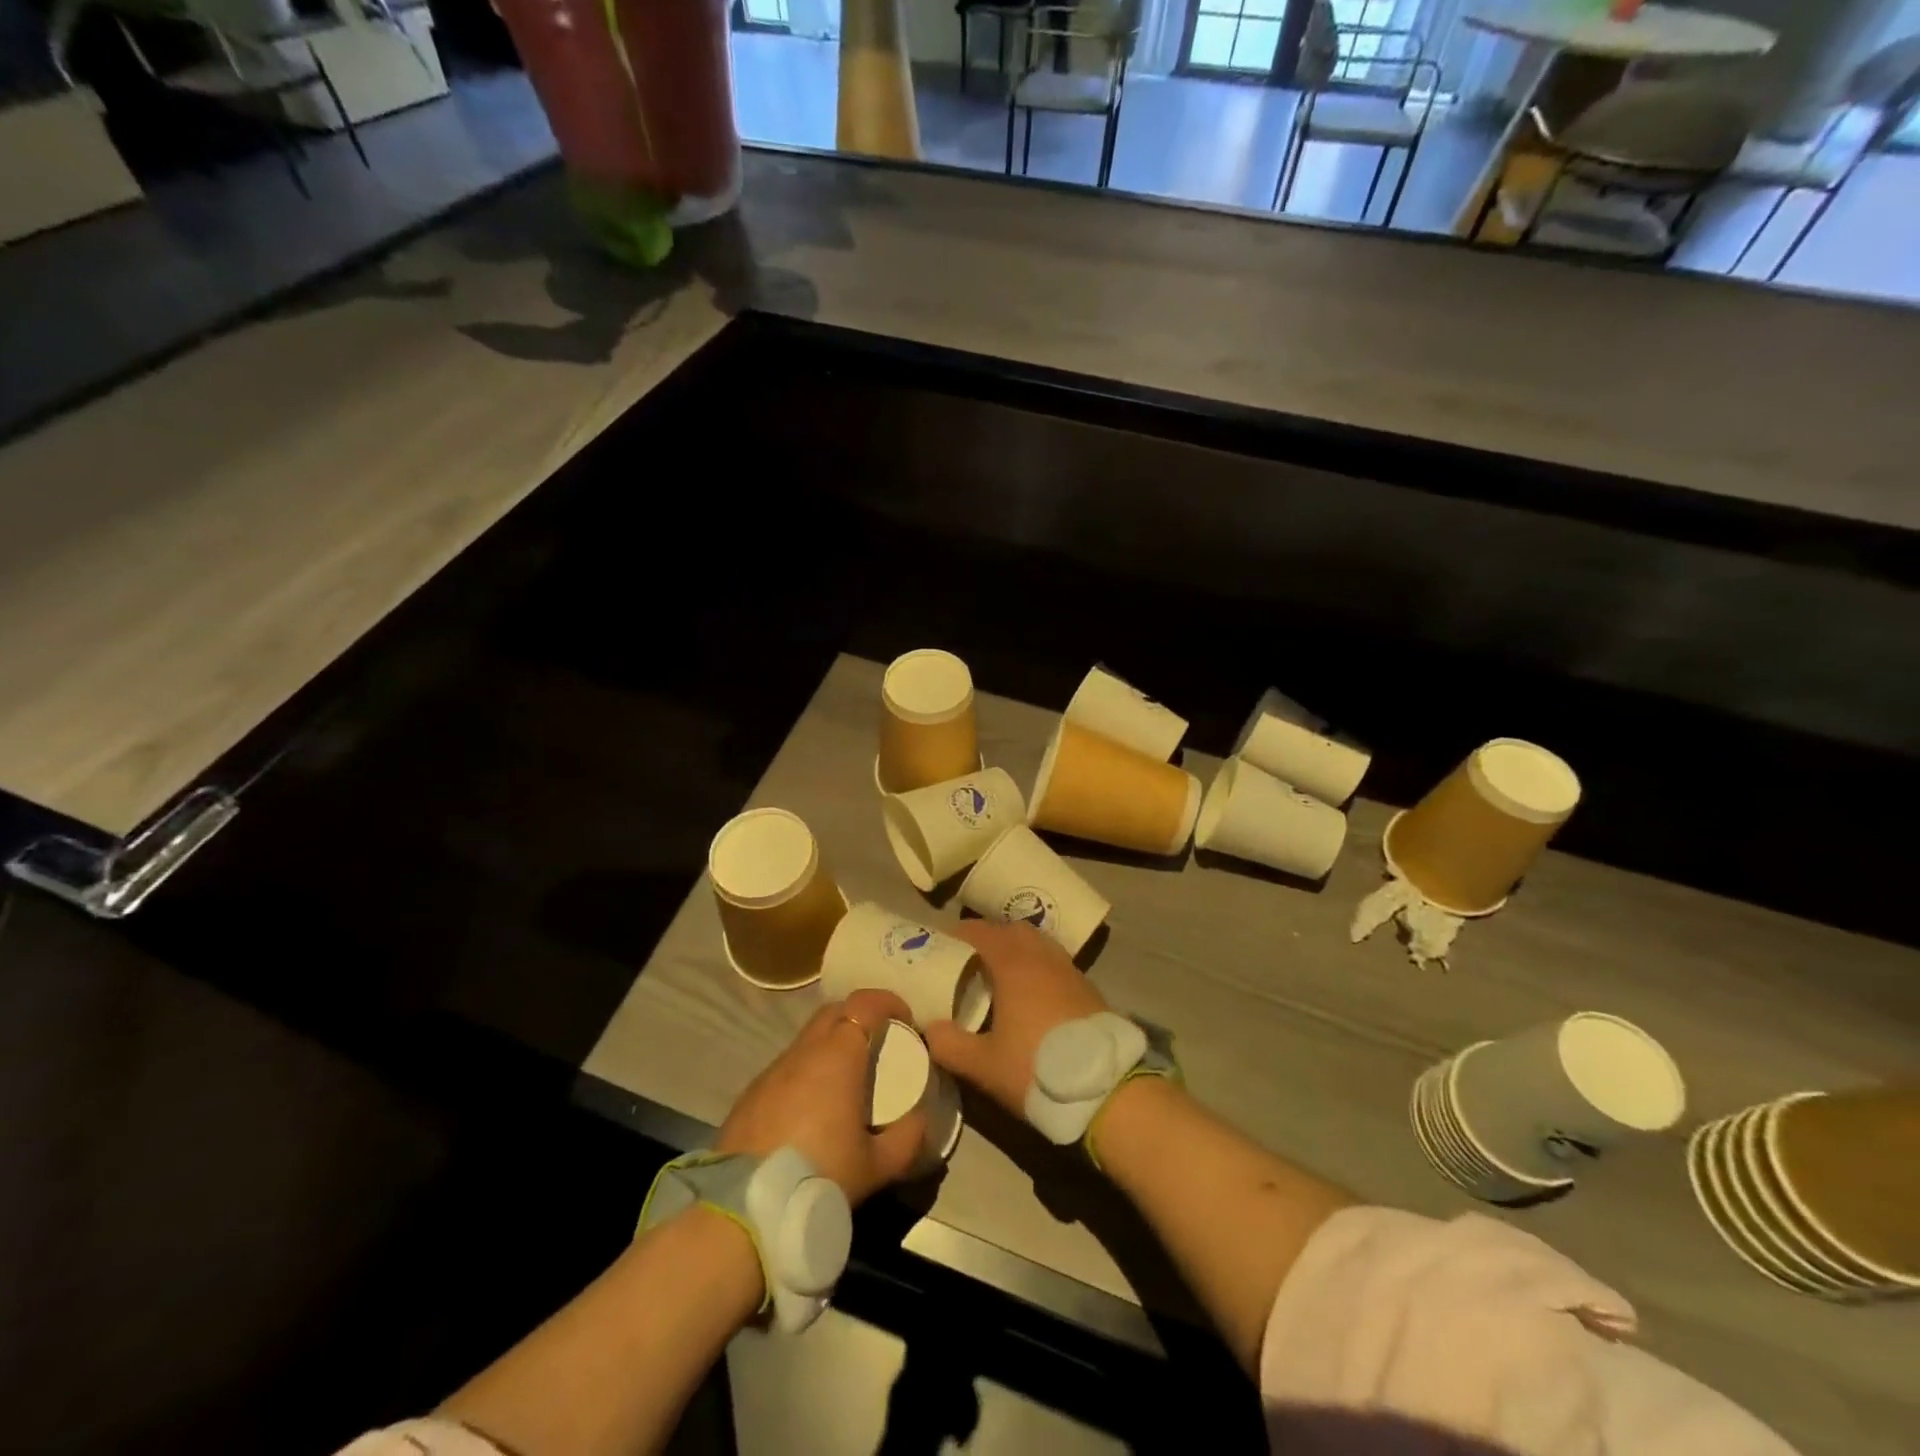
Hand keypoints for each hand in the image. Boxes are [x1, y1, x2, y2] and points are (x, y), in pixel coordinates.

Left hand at [716, 989, 927, 1205]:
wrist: (744, 1209)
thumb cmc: (819, 1176)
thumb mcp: (877, 1166)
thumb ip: (907, 1138)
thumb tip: (920, 1119)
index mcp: (837, 1056)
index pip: (864, 1003)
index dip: (888, 1002)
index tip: (905, 1020)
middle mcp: (804, 1052)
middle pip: (833, 1012)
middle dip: (859, 1016)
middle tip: (878, 1043)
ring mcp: (773, 1071)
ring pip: (807, 1039)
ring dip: (830, 1046)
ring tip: (845, 1080)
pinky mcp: (751, 1094)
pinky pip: (787, 1068)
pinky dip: (806, 1072)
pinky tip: (810, 1109)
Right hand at [923, 921, 1107, 1118]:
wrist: (1105, 1089)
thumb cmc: (1037, 1068)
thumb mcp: (983, 1065)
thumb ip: (949, 1045)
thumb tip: (928, 1028)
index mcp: (1013, 965)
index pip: (981, 933)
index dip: (960, 933)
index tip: (942, 942)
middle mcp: (1042, 957)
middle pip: (1012, 930)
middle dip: (990, 936)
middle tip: (970, 956)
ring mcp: (1069, 970)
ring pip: (1038, 944)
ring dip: (1017, 948)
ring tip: (1001, 971)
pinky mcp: (1087, 988)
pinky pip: (1055, 962)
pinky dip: (1038, 965)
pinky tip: (1032, 992)